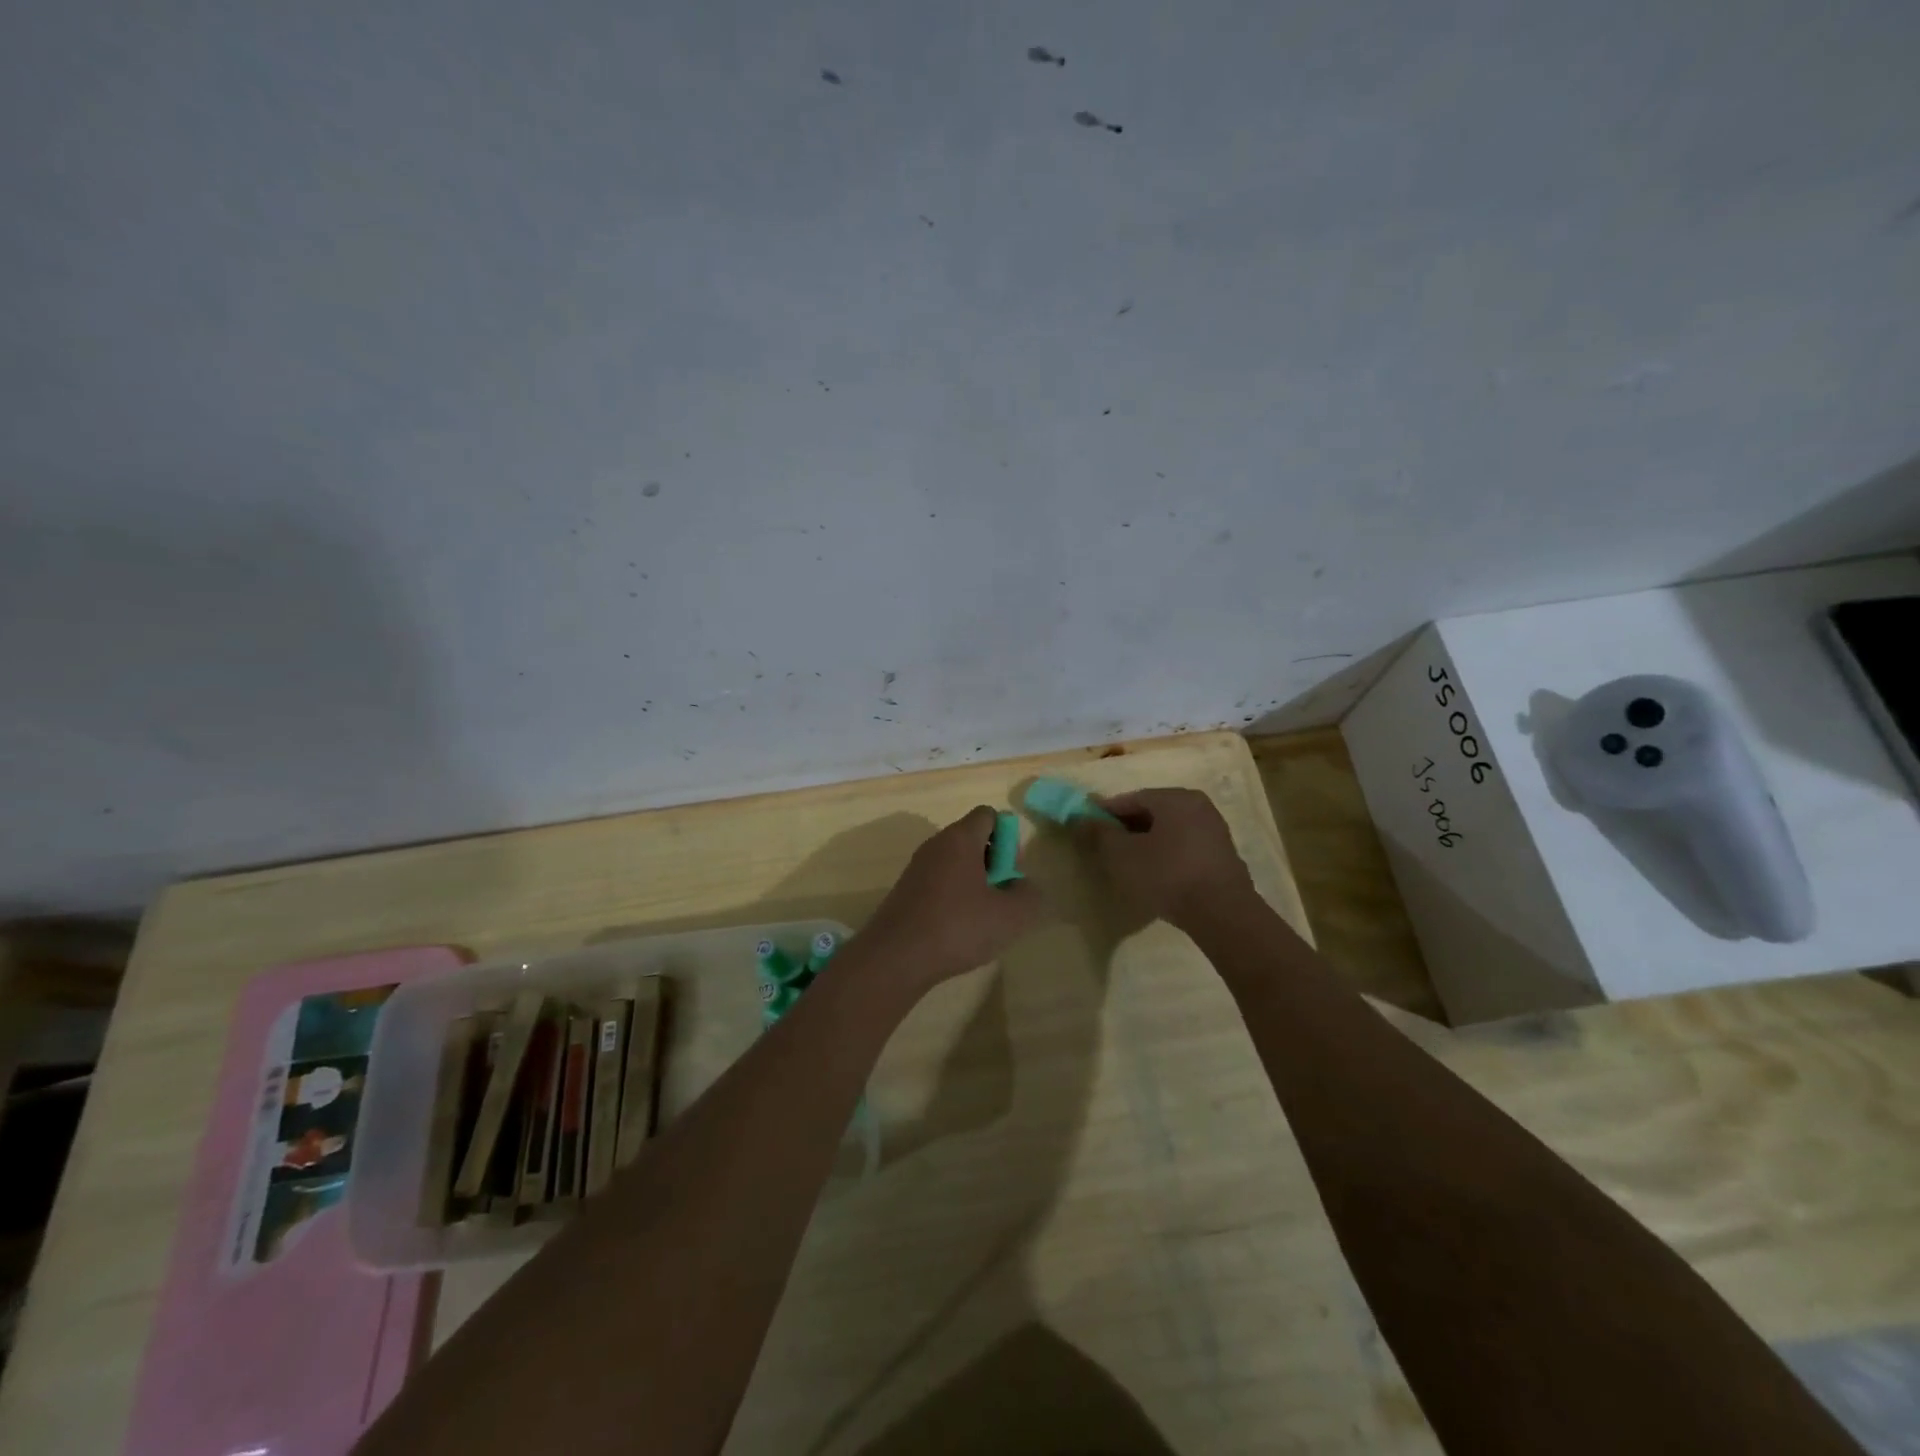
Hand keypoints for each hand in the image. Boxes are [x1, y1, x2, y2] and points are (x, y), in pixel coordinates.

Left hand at [859, 806, 1048, 991]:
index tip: (1010, 871)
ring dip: (975, 884)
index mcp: (960, 838)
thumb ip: (1029, 895)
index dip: (1008, 838)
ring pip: (956, 864)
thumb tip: (1025, 887)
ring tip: (982, 919)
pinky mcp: (906, 892)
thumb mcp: (1010, 916)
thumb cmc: (957, 927)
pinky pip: (939, 883)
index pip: (989, 815)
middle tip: (1001, 898)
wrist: (895, 958)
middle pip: (973, 839)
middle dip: (993, 864)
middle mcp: (935, 845)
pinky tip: (958, 930)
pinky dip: (954, 899)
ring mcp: (917, 868)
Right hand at [1074, 787, 1256, 928]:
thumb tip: (1080, 817)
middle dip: (1127, 827)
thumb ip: (1099, 833)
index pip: (1132, 798)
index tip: (1088, 827)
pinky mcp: (1222, 855)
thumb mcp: (1123, 855)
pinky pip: (1184, 846)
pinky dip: (1166, 854)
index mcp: (1175, 798)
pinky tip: (1155, 874)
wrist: (1222, 914)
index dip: (1106, 812)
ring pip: (1169, 830)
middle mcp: (1198, 806)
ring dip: (1146, 842)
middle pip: (1152, 812)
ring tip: (1128, 863)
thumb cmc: (1167, 875)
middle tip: (1106, 847)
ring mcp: (1214, 830)